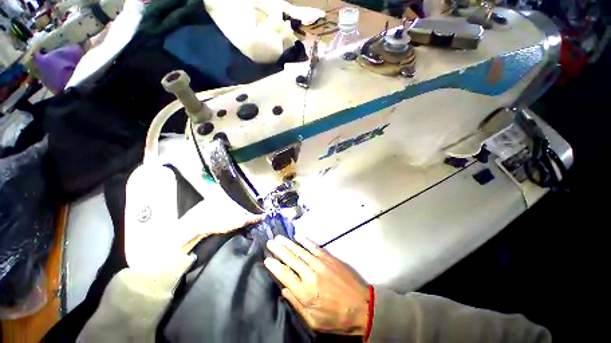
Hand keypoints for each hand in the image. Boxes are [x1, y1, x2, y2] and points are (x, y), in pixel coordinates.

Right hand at [264, 236, 368, 335]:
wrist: (361, 306)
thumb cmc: (336, 318)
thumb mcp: (314, 321)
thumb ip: (297, 304)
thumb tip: (284, 289)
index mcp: (306, 293)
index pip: (285, 276)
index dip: (275, 266)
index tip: (267, 259)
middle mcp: (311, 275)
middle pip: (291, 259)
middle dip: (279, 250)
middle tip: (270, 242)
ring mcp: (321, 264)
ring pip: (301, 251)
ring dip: (289, 243)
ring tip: (279, 237)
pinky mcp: (329, 258)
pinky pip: (314, 247)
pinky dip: (305, 241)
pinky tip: (298, 236)